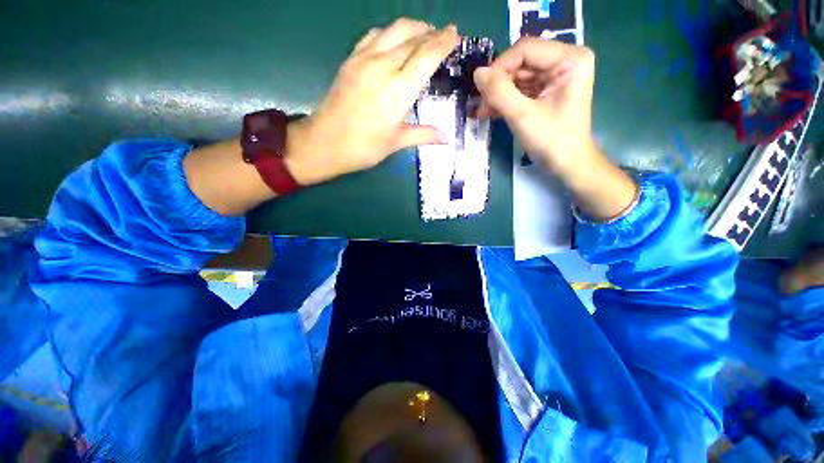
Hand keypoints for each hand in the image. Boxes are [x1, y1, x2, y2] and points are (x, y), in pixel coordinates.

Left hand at [285, 19, 458, 185]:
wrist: (325, 142)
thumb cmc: (364, 147)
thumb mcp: (396, 142)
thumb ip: (423, 134)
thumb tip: (446, 137)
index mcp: (400, 89)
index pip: (427, 55)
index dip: (444, 42)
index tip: (455, 34)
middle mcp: (384, 65)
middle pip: (413, 37)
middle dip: (432, 33)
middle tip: (444, 34)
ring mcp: (364, 59)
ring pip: (394, 30)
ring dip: (412, 27)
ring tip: (423, 33)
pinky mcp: (350, 59)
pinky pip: (374, 35)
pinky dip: (389, 32)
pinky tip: (393, 40)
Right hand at [473, 37, 596, 174]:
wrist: (566, 164)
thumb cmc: (552, 140)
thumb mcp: (523, 115)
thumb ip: (499, 92)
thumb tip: (477, 73)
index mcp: (570, 59)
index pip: (526, 49)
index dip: (500, 66)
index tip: (482, 89)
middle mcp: (564, 61)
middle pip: (521, 62)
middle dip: (499, 83)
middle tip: (481, 103)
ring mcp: (555, 76)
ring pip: (518, 76)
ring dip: (498, 93)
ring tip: (483, 110)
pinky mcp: (546, 91)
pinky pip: (520, 89)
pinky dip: (505, 100)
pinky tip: (490, 112)